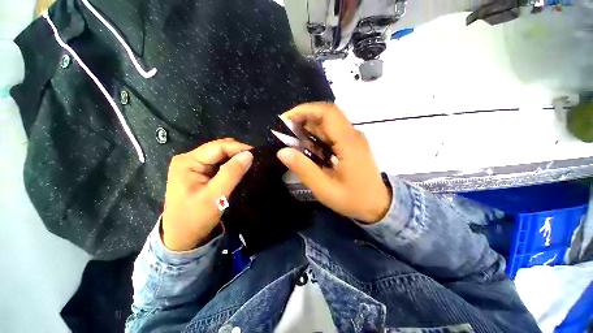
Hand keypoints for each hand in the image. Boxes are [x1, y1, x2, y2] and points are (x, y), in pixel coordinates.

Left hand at [162, 138, 252, 250]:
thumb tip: (249, 154)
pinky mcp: (199, 173)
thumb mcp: (215, 195)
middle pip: (219, 149)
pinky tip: (239, 170)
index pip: (218, 147)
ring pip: (220, 156)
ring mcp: (194, 166)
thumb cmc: (195, 218)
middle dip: (237, 153)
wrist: (182, 238)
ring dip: (235, 159)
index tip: (257, 154)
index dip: (239, 148)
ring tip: (250, 165)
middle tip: (255, 161)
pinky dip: (230, 166)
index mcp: (188, 161)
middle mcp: (189, 159)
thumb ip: (232, 173)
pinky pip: (218, 164)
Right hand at [277, 103, 390, 223]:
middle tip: (286, 130)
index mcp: (349, 143)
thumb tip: (282, 152)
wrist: (377, 205)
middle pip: (328, 114)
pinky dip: (317, 134)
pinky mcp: (352, 144)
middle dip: (304, 117)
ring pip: (329, 122)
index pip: (328, 113)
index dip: (305, 111)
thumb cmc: (353, 199)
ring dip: (310, 126)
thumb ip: (304, 170)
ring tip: (294, 139)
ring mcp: (354, 139)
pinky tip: (308, 146)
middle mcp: (353, 135)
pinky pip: (332, 132)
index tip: (286, 120)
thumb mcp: (325, 189)